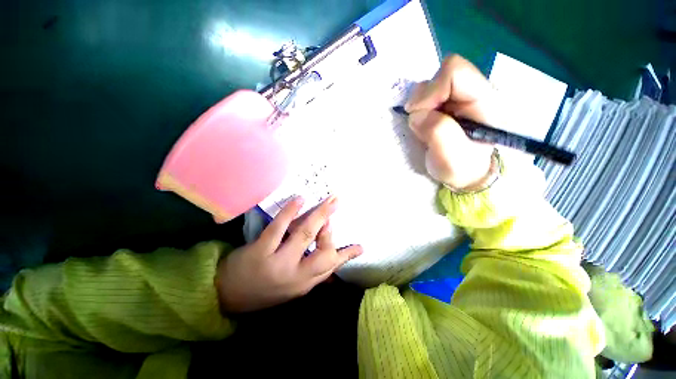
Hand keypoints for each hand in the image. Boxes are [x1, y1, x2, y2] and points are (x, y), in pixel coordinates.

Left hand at [216, 196, 362, 312]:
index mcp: (304, 283)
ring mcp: (277, 262)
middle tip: (336, 207)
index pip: (331, 267)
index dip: (346, 255)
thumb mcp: (291, 288)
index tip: (360, 246)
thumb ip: (311, 275)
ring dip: (320, 214)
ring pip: (305, 234)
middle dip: (331, 229)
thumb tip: (333, 264)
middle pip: (323, 251)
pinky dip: (291, 211)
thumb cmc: (263, 290)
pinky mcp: (260, 251)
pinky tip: (300, 199)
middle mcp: (295, 275)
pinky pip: (278, 228)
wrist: (226, 296)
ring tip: (330, 200)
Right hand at [405, 55, 496, 189]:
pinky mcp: (449, 104)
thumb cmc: (462, 168)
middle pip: (442, 75)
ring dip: (421, 105)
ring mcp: (460, 97)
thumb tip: (416, 114)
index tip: (418, 114)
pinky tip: (425, 123)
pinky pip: (427, 96)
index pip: (455, 72)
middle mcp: (474, 92)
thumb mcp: (450, 157)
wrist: (467, 175)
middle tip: (421, 123)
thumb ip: (436, 131)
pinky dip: (420, 108)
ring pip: (432, 84)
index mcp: (485, 101)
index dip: (431, 90)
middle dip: (424, 99)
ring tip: (424, 126)